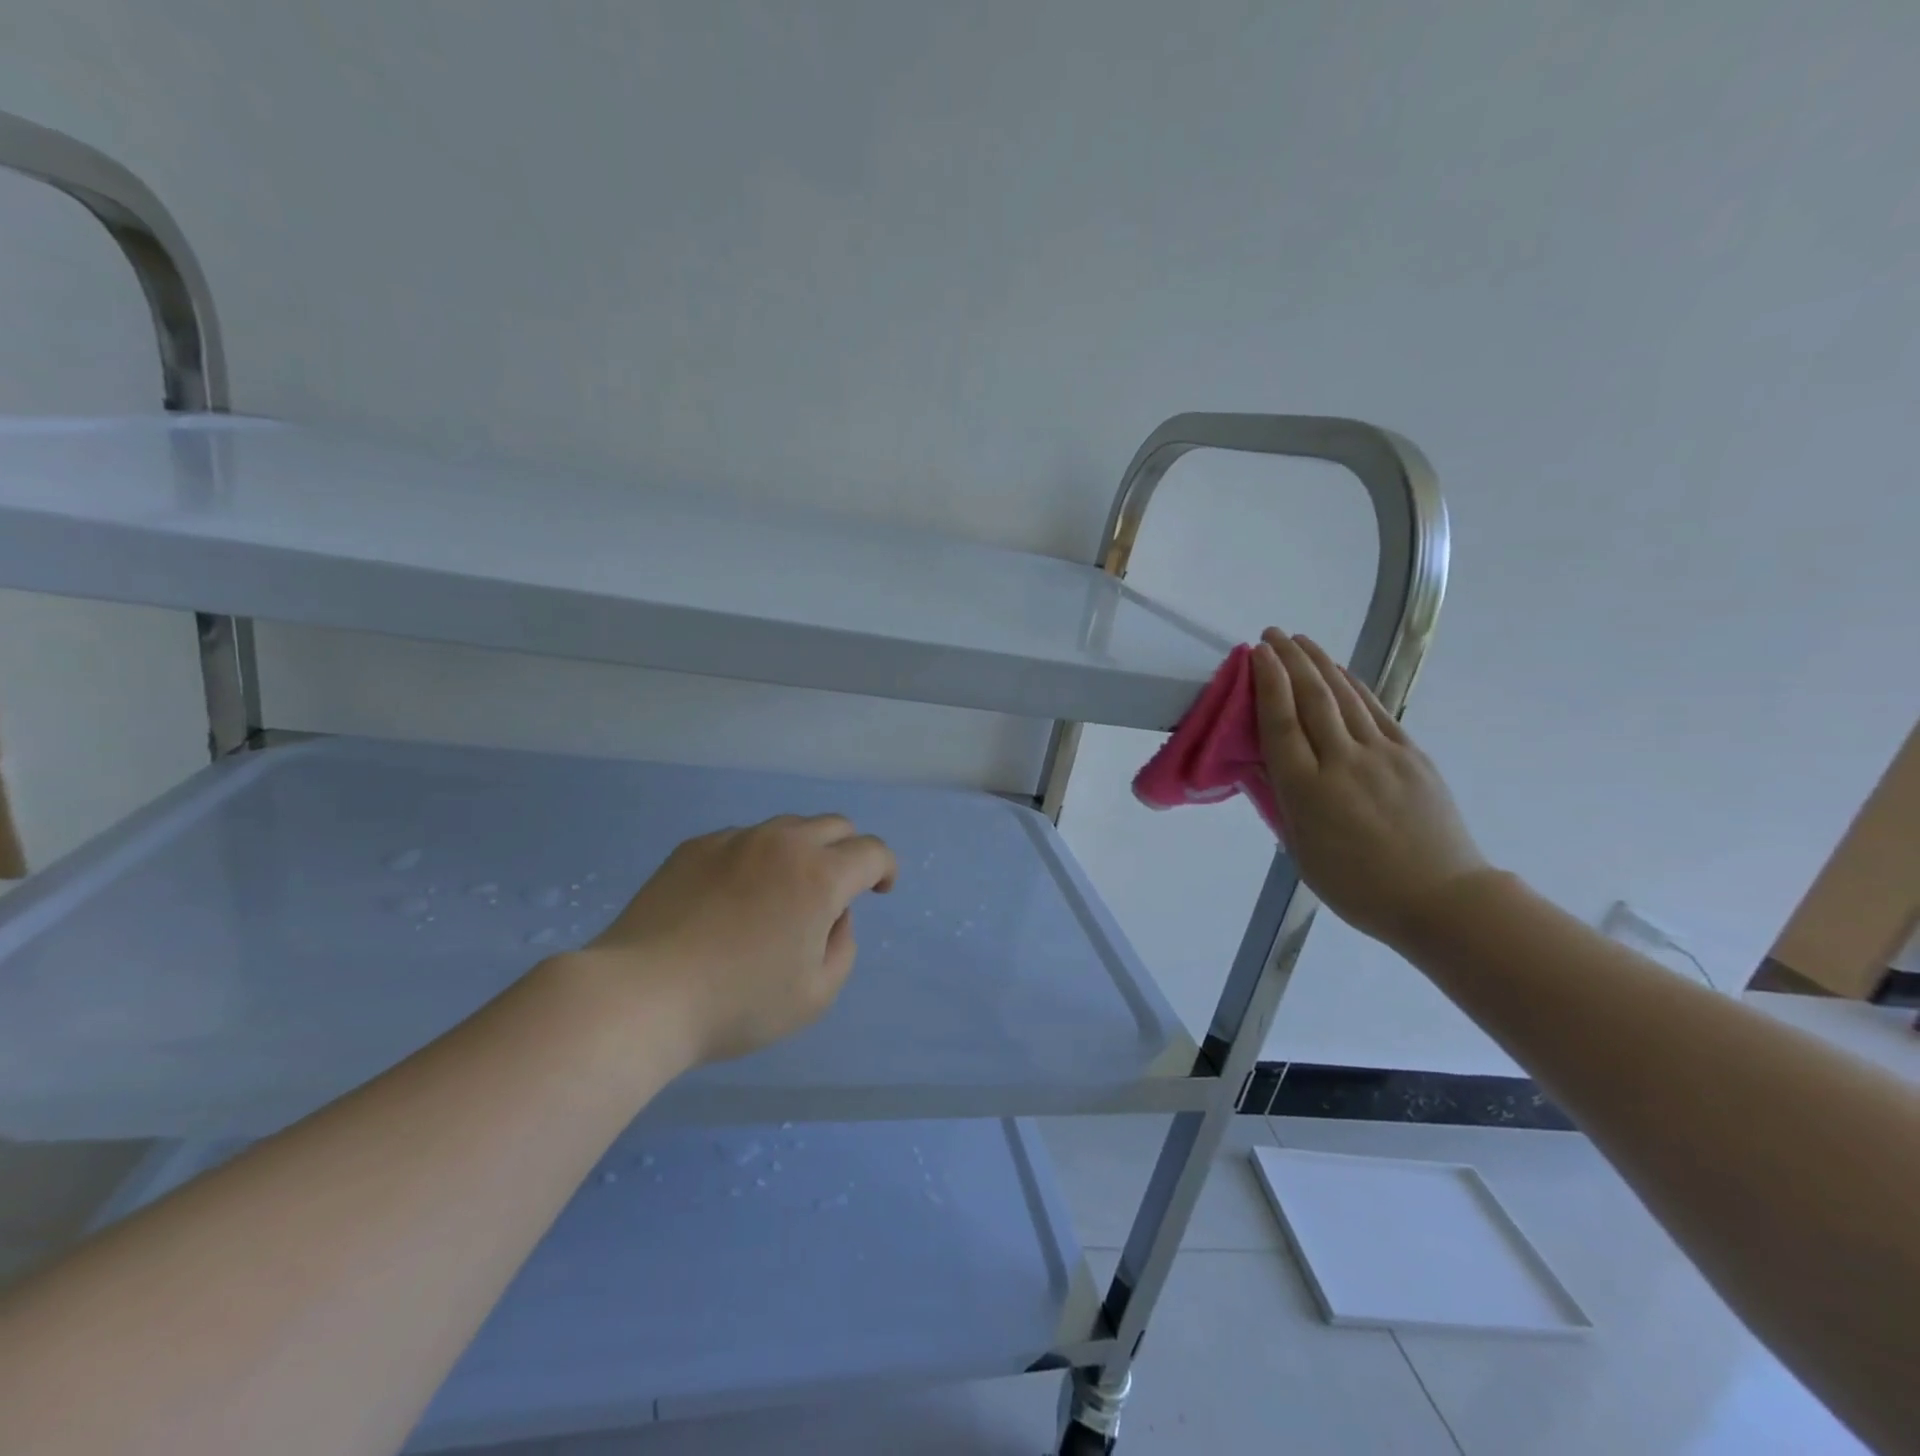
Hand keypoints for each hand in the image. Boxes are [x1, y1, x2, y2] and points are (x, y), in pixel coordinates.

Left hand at [575, 814, 896, 1066]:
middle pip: (835, 826)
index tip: (879, 891)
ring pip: (787, 828)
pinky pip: (743, 840)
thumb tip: (833, 914)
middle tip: (835, 892)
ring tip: (781, 895)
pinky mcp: (695, 846)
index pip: (872, 851)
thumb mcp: (815, 995)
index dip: (885, 868)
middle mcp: (783, 843)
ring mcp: (735, 839)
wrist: (640, 996)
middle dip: (848, 853)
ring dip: (802, 852)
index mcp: (820, 875)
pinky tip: (732, 899)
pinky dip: (756, 859)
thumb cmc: (737, 1003)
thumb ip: (843, 946)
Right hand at [1252, 629, 1489, 944]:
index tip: (1256, 655)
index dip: (1267, 683)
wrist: (1440, 899)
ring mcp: (1382, 755)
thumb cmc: (1357, 886)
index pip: (1281, 723)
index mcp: (1307, 790)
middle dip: (1290, 661)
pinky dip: (1355, 685)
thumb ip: (1280, 802)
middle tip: (1271, 635)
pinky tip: (1341, 672)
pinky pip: (1376, 711)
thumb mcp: (1301, 850)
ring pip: (1345, 697)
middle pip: (1312, 699)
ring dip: (1319, 664)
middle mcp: (1342, 762)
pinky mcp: (1412, 755)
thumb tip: (1261, 764)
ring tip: (1300, 641)